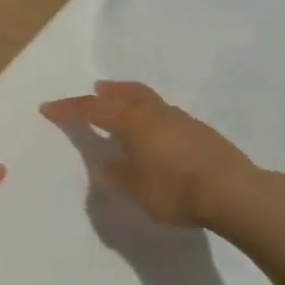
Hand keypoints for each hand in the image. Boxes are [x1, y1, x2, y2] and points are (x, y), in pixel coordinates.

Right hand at [40, 80, 260, 226]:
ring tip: (125, 111)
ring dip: (133, 102)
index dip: (69, 109)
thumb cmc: (174, 189)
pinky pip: (167, 116)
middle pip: (128, 93)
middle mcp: (155, 113)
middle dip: (109, 91)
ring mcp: (182, 120)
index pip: (92, 109)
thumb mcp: (133, 187)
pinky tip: (156, 136)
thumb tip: (105, 161)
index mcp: (132, 121)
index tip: (48, 108)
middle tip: (97, 90)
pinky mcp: (202, 134)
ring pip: (150, 102)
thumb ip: (114, 172)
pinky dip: (152, 118)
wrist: (236, 194)